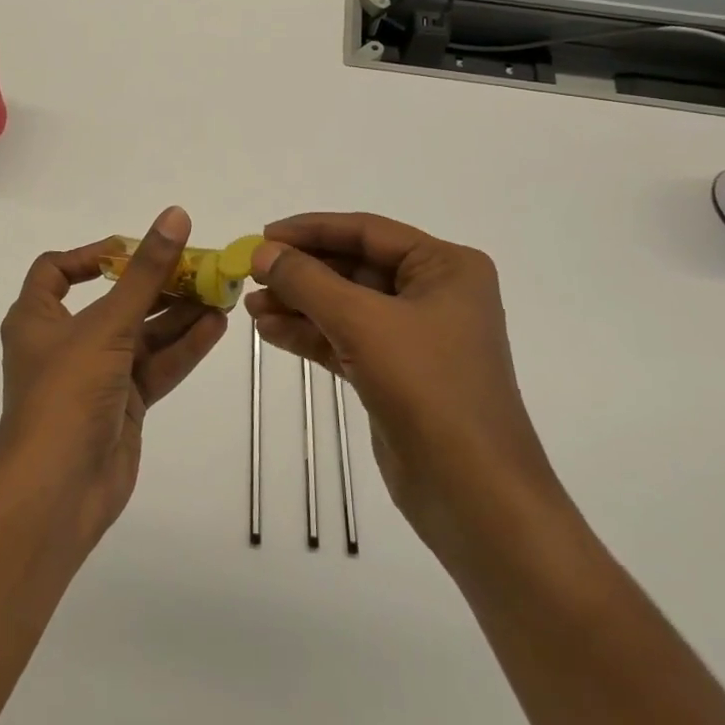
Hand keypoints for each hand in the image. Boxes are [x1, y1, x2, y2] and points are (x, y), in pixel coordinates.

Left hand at [0, 206, 228, 547]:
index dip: (93, 255)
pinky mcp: (123, 405)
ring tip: (220, 293)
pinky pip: (155, 366)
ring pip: (141, 334)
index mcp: (38, 318)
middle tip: (200, 267)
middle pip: (114, 301)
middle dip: (156, 284)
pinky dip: (182, 347)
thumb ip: (146, 272)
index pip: (57, 271)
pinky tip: (216, 327)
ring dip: (178, 314)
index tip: (135, 249)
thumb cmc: (67, 393)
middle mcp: (65, 342)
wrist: (57, 492)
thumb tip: (175, 215)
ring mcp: (96, 376)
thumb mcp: (107, 324)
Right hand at [246, 212, 560, 560]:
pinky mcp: (396, 374)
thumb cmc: (428, 388)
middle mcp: (434, 294)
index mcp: (445, 267)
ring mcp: (415, 337)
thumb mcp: (362, 323)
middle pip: (354, 267)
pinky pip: (346, 339)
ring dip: (299, 304)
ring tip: (251, 307)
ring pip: (346, 305)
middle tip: (251, 274)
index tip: (263, 235)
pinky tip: (270, 332)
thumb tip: (263, 252)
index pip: (367, 231)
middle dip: (302, 272)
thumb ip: (308, 282)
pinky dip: (310, 334)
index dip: (311, 230)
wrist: (473, 495)